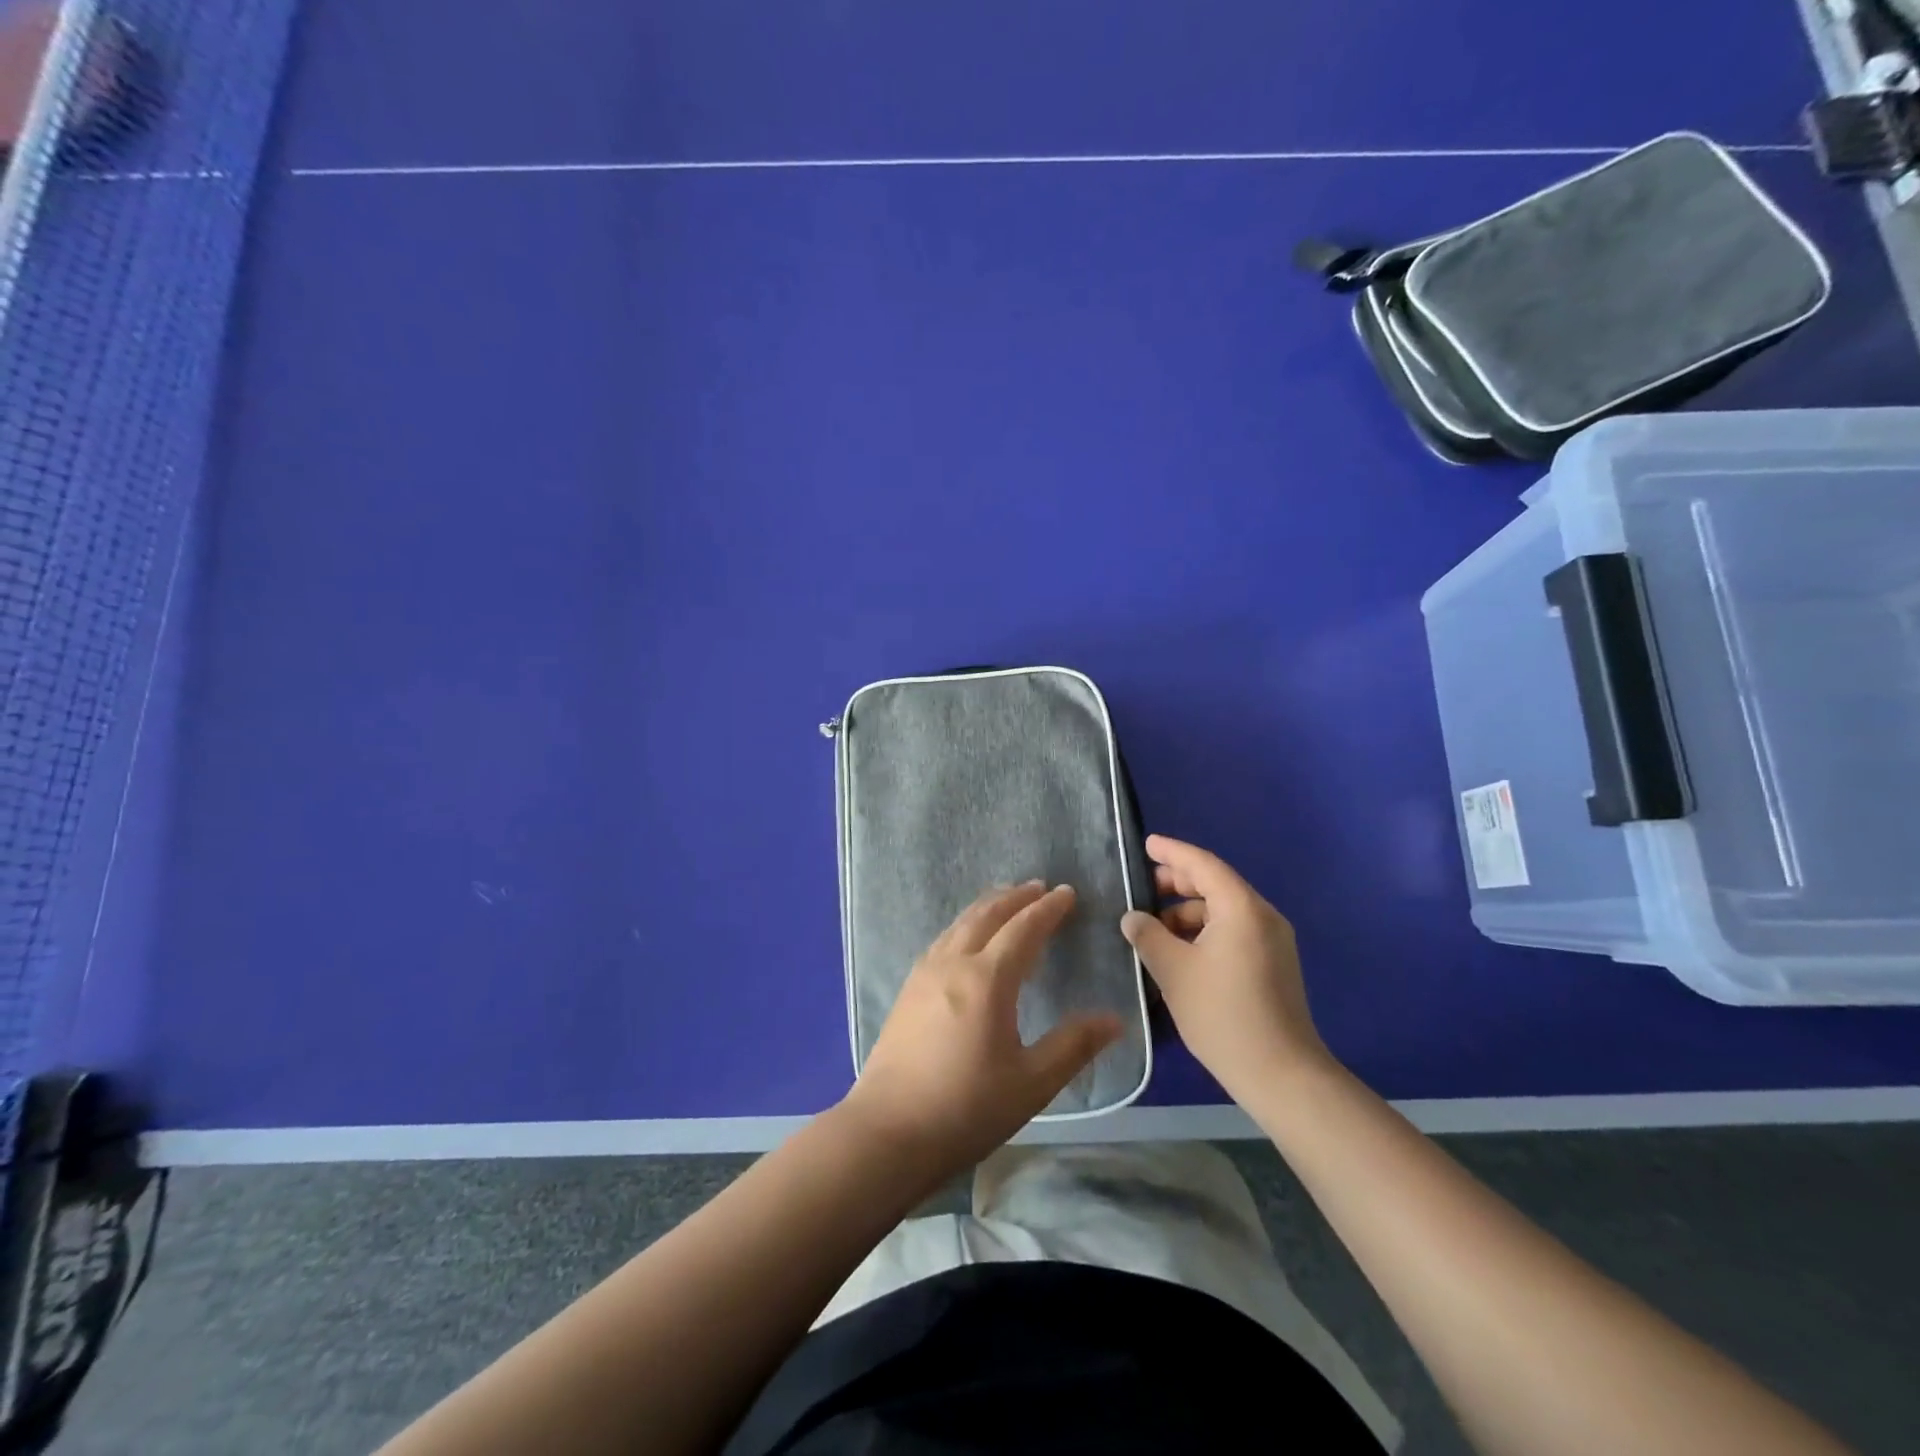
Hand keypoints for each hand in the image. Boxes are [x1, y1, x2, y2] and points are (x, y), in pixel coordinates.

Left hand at [843, 882, 1122, 1174]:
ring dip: (987, 906)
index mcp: (987, 979)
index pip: (1024, 929)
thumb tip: (1114, 1019)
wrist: (888, 1132)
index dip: (1048, 909)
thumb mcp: (1032, 1083)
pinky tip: (964, 938)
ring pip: (959, 924)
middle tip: (1039, 887)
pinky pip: (942, 940)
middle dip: (1016, 897)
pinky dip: (963, 925)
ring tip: (1005, 900)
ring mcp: (924, 974)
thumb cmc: (966, 1109)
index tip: (1067, 893)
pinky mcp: (907, 990)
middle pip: (987, 915)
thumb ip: (1074, 1045)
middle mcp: (954, 963)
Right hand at [1120, 835, 1332, 1101]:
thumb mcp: (1173, 971)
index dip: (1172, 852)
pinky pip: (1234, 930)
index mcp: (1241, 908)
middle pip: (1216, 884)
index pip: (1202, 864)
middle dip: (1177, 882)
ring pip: (1223, 910)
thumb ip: (1148, 935)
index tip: (1146, 844)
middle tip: (1141, 888)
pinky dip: (1204, 931)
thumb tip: (1132, 917)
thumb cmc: (1223, 1014)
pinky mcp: (1273, 963)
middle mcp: (1262, 916)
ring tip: (1153, 926)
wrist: (1281, 1074)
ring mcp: (1273, 941)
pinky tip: (1179, 950)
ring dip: (1188, 911)